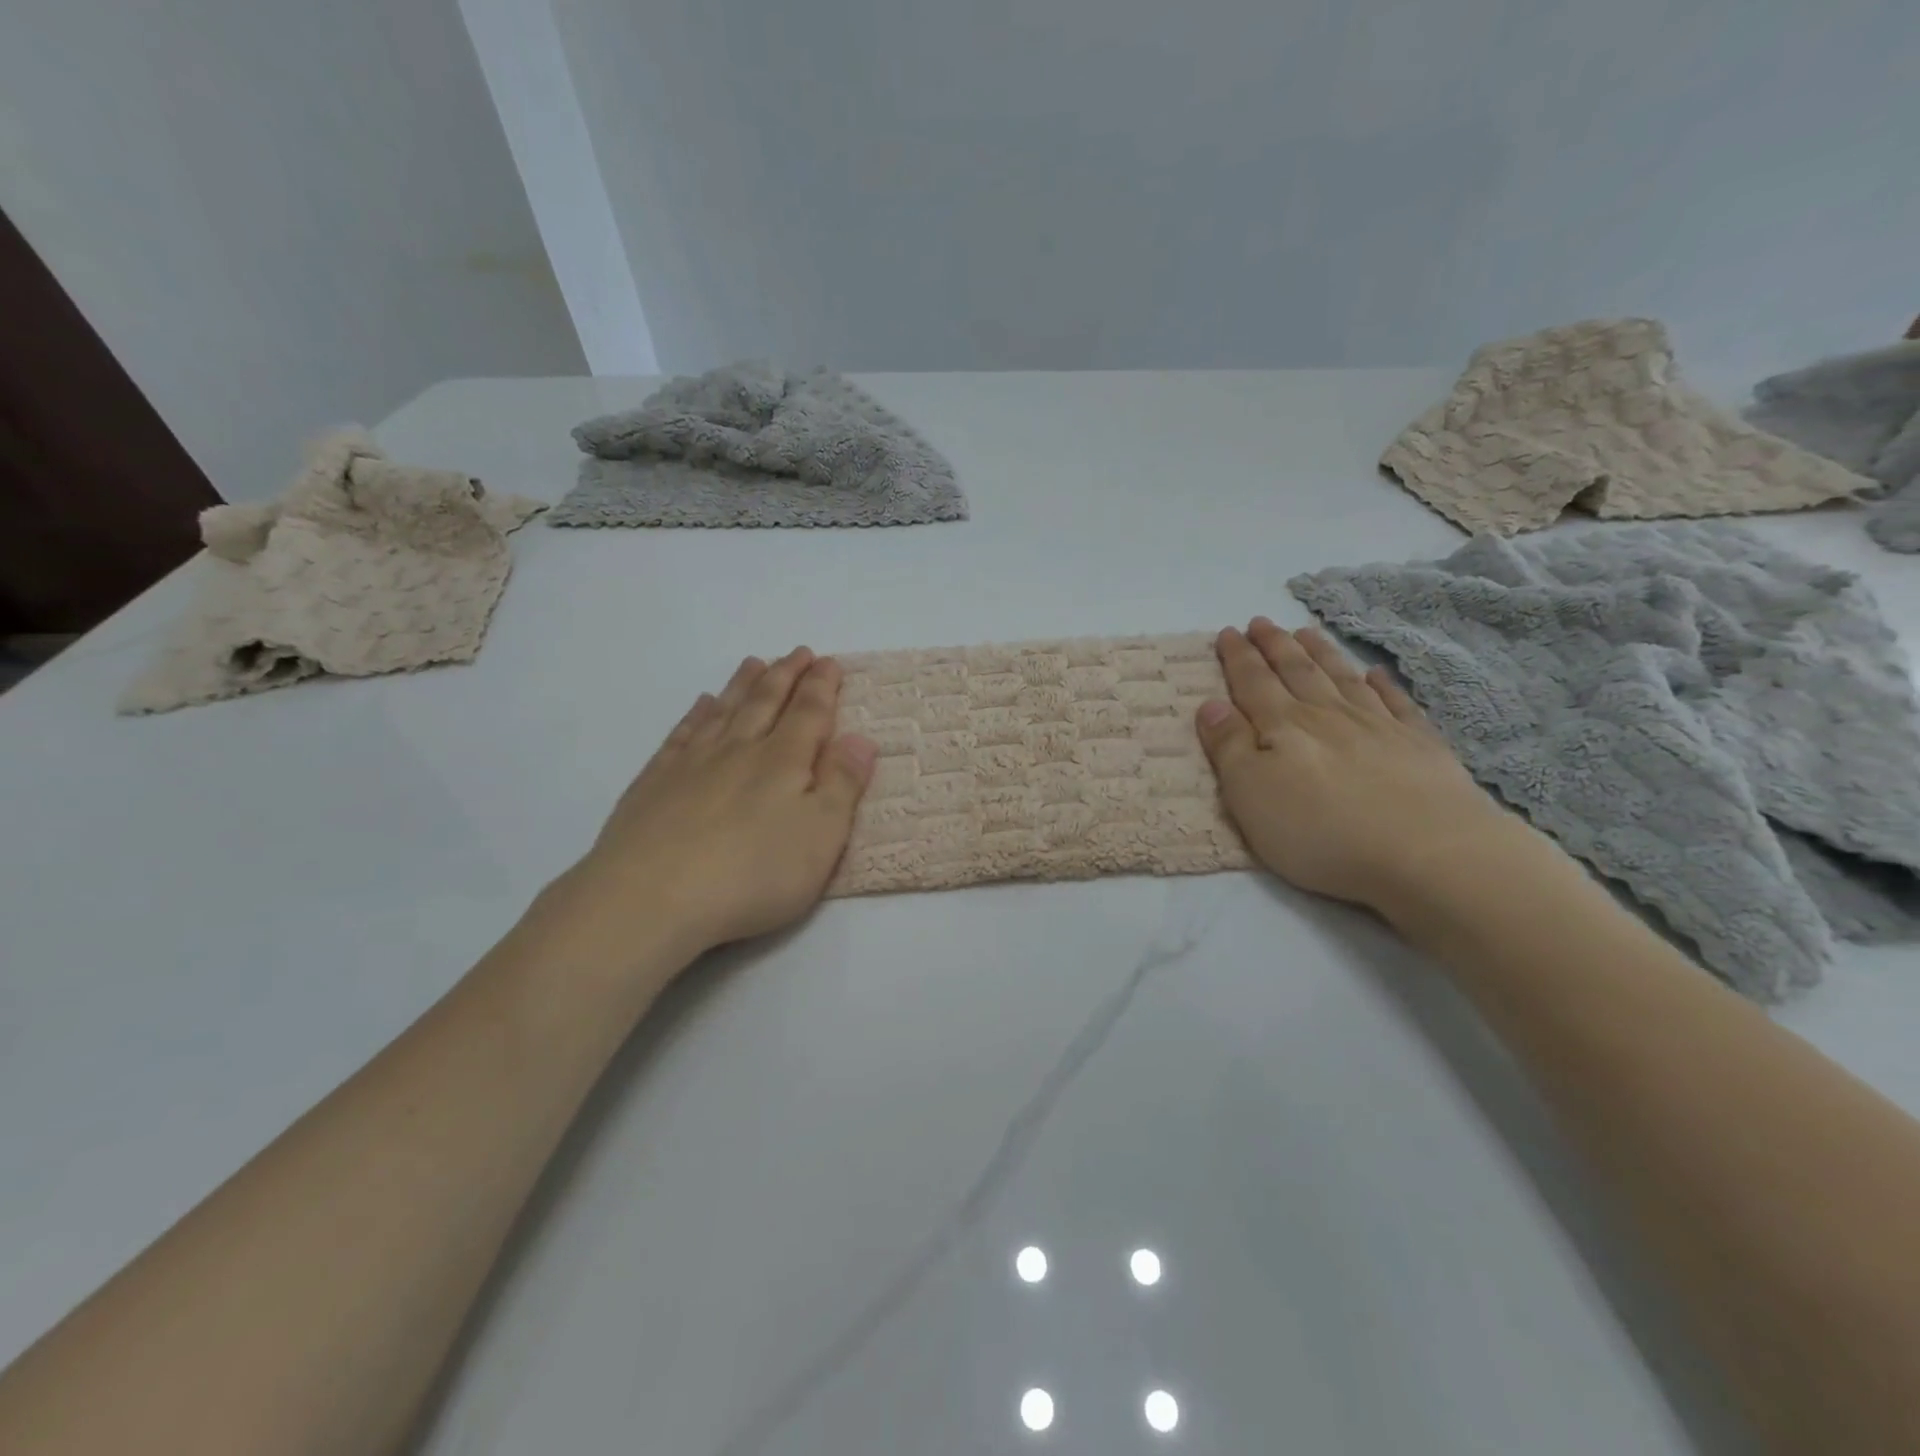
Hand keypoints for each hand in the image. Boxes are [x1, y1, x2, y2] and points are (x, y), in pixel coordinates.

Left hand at [558, 647, 877, 962]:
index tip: (830, 662)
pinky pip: (682, 734)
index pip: (809, 713)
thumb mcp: (820, 837)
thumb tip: (860, 738)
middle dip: (786, 675)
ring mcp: (692, 764)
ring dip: (743, 685)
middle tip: (798, 652)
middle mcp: (738, 751)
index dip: (822, 686)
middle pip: (766, 703)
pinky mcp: (654, 783)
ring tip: (754, 662)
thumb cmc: (752, 875)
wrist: (650, 899)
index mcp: (783, 762)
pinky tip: (701, 705)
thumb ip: (842, 785)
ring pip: (724, 710)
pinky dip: (696, 715)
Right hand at [1194, 618, 1514, 911]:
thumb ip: (1229, 747)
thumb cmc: (1321, 831)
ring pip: (1342, 678)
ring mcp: (1378, 727)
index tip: (1227, 632)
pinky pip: (1396, 703)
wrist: (1427, 853)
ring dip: (1321, 653)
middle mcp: (1328, 715)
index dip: (1238, 657)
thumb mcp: (1251, 795)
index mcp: (1284, 727)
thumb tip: (1211, 704)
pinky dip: (1383, 684)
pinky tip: (1376, 673)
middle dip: (1275, 645)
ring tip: (1306, 632)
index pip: (1253, 683)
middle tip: (1261, 622)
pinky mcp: (1420, 746)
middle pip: (1297, 671)